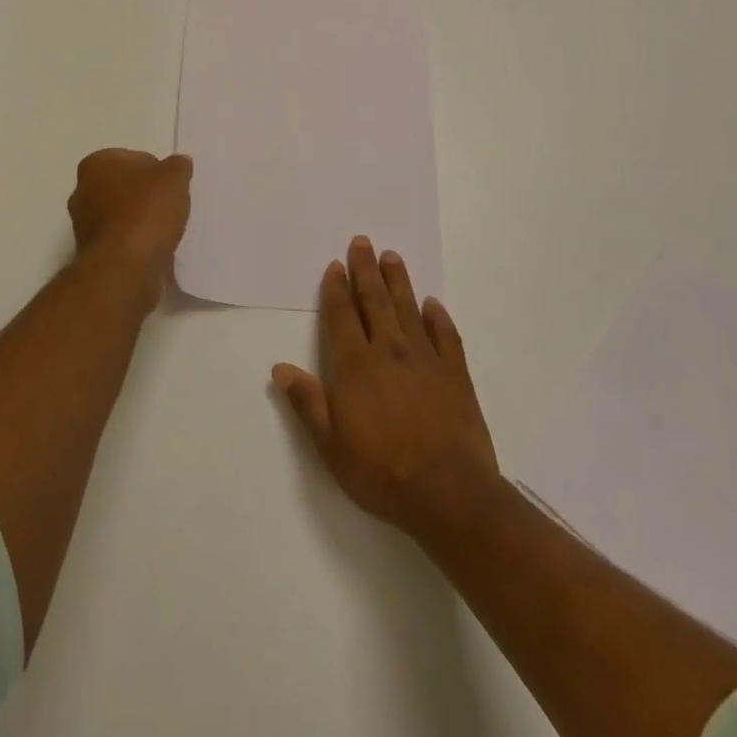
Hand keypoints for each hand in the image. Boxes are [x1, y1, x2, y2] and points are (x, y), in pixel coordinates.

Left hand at [67, 149, 193, 306]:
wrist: (125, 267)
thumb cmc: (146, 211)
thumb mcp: (174, 178)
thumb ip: (178, 166)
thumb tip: (179, 163)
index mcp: (95, 165)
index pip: (131, 158)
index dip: (155, 170)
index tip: (170, 186)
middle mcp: (81, 192)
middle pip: (123, 187)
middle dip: (144, 195)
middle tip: (168, 206)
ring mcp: (83, 225)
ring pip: (120, 215)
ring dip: (140, 220)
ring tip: (165, 230)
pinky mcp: (92, 254)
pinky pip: (120, 240)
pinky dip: (136, 242)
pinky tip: (154, 248)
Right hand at [272, 237, 498, 541]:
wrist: (449, 494)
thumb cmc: (382, 472)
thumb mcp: (331, 446)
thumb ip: (307, 403)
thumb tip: (280, 368)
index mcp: (356, 366)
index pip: (342, 316)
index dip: (337, 289)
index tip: (336, 265)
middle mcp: (389, 351)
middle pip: (375, 301)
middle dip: (366, 270)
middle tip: (363, 242)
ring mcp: (426, 360)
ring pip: (409, 309)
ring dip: (398, 281)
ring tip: (392, 257)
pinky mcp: (455, 374)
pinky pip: (446, 336)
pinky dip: (438, 317)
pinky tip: (433, 304)